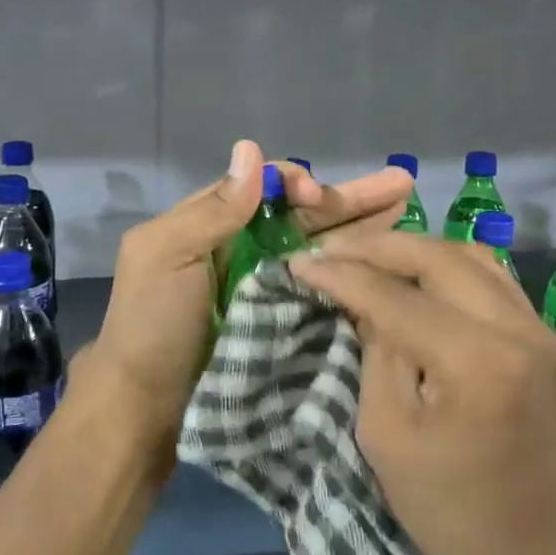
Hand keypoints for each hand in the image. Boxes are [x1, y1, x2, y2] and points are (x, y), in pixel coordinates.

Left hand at [89, 141, 413, 453]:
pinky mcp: (285, 319)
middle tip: (401, 183)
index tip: (318, 197)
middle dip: (350, 197)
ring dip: (361, 225)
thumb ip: (213, 209)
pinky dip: (352, 268)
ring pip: (319, 245)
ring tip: (407, 206)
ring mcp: (268, 285)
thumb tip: (252, 149)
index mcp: (212, 223)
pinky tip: (387, 256)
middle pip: (303, 214)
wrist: (148, 405)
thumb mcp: (166, 255)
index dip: (297, 183)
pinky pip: (322, 284)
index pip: (266, 187)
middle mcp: (245, 248)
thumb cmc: (152, 324)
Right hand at [289, 233, 555, 554]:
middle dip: (378, 248)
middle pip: (441, 257)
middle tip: (331, 250)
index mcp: (479, 365)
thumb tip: (361, 300)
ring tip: (368, 256)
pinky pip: (495, 283)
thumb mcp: (387, 436)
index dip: (342, 275)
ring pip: (474, 258)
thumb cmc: (450, 514)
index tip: (298, 262)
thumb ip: (375, 354)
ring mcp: (547, 334)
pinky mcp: (553, 343)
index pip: (397, 297)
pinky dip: (449, 271)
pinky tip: (415, 278)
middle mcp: (523, 333)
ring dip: (416, 251)